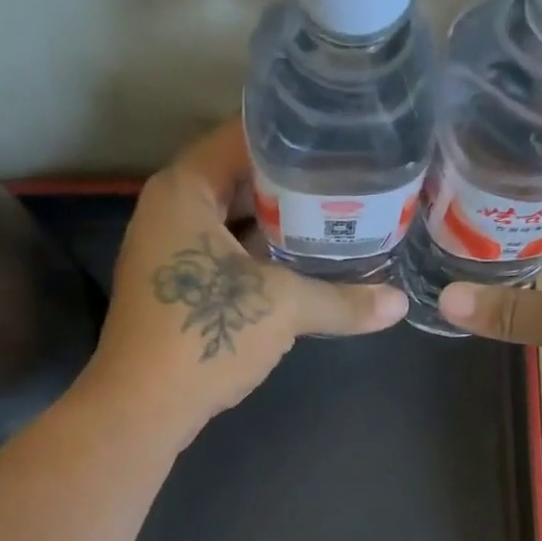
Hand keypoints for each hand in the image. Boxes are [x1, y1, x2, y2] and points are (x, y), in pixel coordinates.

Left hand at [82, 121, 406, 444]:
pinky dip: (262, 256)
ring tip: (336, 216)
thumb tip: (399, 304)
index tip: (343, 135)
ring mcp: (170, 252)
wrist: (142, 408)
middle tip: (351, 178)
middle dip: (294, 181)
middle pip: (241, 177)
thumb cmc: (204, 335)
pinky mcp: (177, 290)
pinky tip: (303, 264)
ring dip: (279, 223)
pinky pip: (227, 255)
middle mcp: (171, 210)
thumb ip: (342, 300)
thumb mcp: (282, 308)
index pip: (243, 134)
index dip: (295, 132)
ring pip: (235, 221)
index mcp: (185, 189)